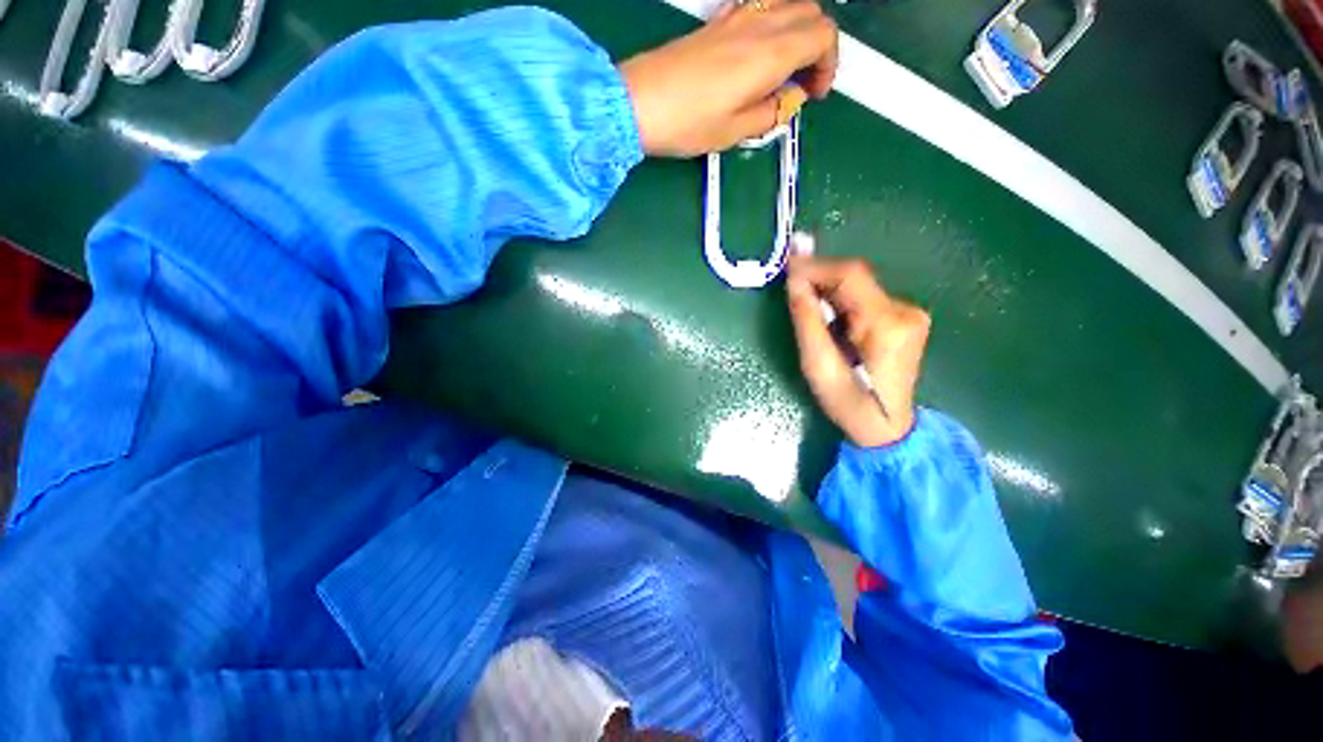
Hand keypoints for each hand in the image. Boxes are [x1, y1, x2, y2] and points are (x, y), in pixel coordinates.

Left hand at [619, 0, 838, 156]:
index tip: (814, 94)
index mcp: (770, 54)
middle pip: (810, 12)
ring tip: (784, 69)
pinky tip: (758, 54)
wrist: (639, 102)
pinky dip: (772, 25)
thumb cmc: (687, 123)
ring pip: (786, 5)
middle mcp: (759, 24)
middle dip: (818, 45)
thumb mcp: (734, 132)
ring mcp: (736, 18)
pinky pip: (758, 8)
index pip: (823, 35)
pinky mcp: (717, 22)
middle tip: (803, 82)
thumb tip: (787, 101)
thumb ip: (770, 114)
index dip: (829, 64)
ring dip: (797, 32)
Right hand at [785, 257, 929, 447]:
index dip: (815, 266)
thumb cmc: (850, 403)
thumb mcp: (819, 367)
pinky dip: (840, 299)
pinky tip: (828, 315)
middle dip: (819, 277)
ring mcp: (910, 313)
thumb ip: (807, 321)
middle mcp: (905, 310)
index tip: (786, 264)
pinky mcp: (905, 318)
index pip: (850, 275)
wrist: (888, 426)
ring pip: (859, 287)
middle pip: (855, 278)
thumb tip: (794, 283)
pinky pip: (865, 297)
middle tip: (790, 284)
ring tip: (805, 303)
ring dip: (828, 289)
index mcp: (887, 324)